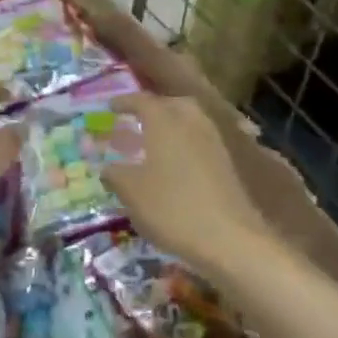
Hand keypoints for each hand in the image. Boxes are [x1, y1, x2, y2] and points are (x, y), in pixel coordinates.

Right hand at [101, 92, 271, 281]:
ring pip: (190, 120)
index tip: (111, 107)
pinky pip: (201, 140)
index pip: (142, 101)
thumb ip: (115, 175)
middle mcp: (191, 122)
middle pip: (172, 104)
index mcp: (165, 121)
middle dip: (154, 108)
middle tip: (138, 119)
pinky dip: (186, 142)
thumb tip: (107, 168)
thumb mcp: (132, 193)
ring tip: (155, 141)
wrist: (229, 237)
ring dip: (173, 124)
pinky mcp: (226, 162)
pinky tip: (175, 164)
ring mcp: (213, 141)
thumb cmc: (172, 208)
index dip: (124, 102)